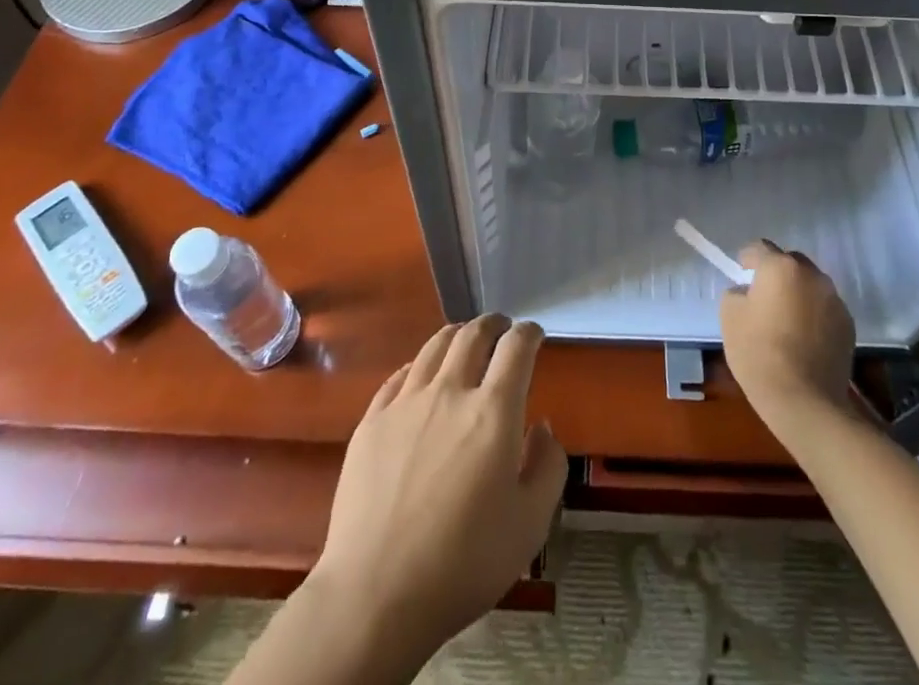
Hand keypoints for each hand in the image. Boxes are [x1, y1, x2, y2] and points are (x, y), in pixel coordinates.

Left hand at [310, 316, 566, 659]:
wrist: (375, 594)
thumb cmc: (464, 563)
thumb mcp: (530, 525)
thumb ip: (547, 466)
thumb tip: (541, 427)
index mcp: (493, 412)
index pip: (516, 348)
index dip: (528, 333)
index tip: (534, 334)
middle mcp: (449, 392)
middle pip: (472, 335)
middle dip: (492, 324)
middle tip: (501, 327)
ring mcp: (405, 403)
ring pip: (434, 347)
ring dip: (456, 335)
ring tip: (463, 339)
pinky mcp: (371, 421)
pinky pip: (399, 377)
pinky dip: (418, 366)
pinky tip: (420, 375)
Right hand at [720, 241, 856, 429]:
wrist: (805, 401)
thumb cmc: (759, 353)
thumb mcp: (730, 317)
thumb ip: (737, 293)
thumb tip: (748, 292)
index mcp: (781, 267)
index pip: (760, 248)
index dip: (747, 259)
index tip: (741, 275)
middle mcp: (812, 275)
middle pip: (790, 262)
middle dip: (776, 273)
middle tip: (763, 298)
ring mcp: (834, 300)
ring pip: (810, 285)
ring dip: (798, 293)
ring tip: (786, 320)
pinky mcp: (848, 325)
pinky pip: (825, 308)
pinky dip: (814, 315)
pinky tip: (804, 339)